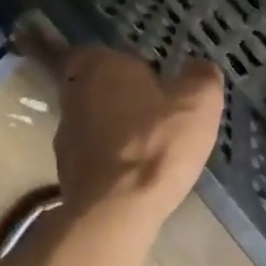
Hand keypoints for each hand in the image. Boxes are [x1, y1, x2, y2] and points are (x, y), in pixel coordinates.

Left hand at [51, 47, 224, 226]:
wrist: (114, 214)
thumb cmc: (157, 144)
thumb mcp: (198, 103)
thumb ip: (200, 77)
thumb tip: (199, 67)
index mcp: (99, 66)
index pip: (97, 51)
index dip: (120, 61)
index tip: (146, 74)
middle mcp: (73, 95)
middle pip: (93, 86)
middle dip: (118, 94)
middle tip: (152, 107)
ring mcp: (64, 136)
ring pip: (91, 121)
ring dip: (113, 128)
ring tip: (147, 144)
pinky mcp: (64, 173)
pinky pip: (91, 155)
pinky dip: (109, 159)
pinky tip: (134, 173)